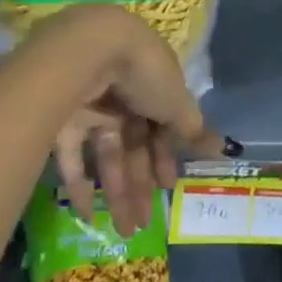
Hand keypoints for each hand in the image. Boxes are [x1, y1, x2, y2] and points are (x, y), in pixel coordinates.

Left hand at [28, 3, 224, 235]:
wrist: (90, 50)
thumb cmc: (143, 71)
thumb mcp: (176, 99)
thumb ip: (192, 126)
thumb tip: (220, 147)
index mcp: (149, 83)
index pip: (159, 124)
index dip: (164, 156)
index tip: (168, 186)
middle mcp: (120, 94)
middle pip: (132, 144)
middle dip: (140, 184)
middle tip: (144, 225)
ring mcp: (90, 106)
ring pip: (106, 154)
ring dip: (116, 192)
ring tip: (124, 230)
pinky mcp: (62, 118)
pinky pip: (72, 156)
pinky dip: (79, 185)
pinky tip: (87, 215)